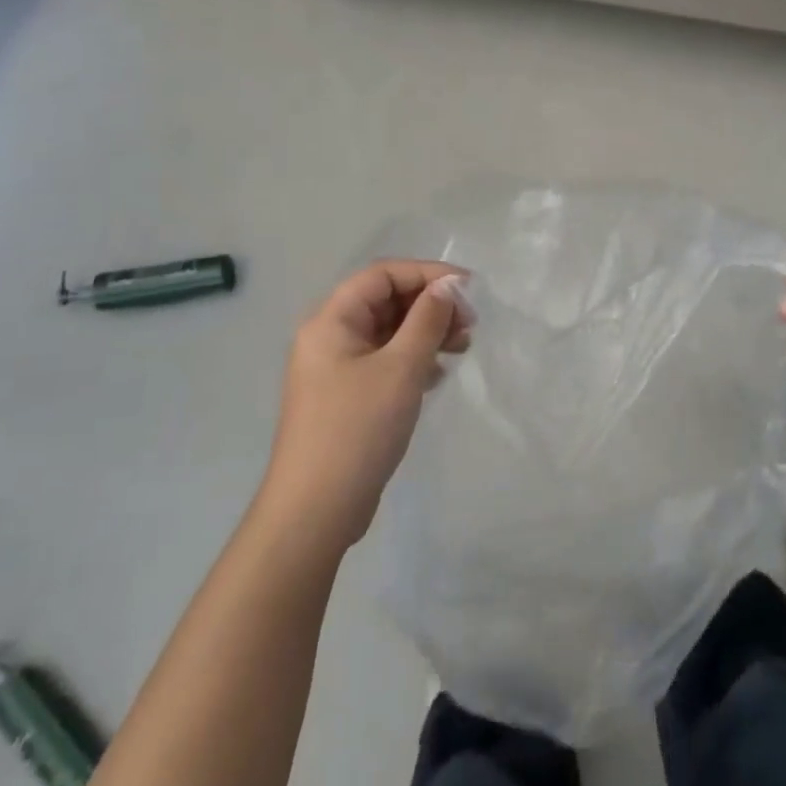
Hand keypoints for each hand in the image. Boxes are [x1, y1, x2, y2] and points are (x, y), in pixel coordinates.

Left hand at [260, 259, 471, 550]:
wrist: (315, 511)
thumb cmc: (357, 430)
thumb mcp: (401, 368)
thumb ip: (427, 320)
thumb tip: (447, 286)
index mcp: (331, 320)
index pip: (383, 275)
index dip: (427, 274)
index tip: (468, 289)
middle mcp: (329, 337)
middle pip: (386, 301)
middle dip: (430, 305)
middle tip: (469, 324)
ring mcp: (336, 369)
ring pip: (388, 332)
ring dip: (426, 332)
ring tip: (462, 347)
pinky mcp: (346, 397)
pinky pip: (385, 360)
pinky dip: (414, 359)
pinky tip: (437, 375)